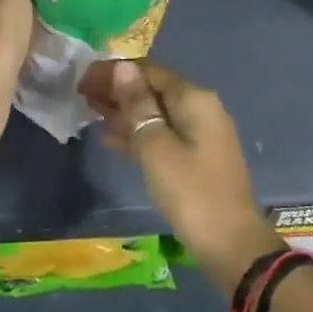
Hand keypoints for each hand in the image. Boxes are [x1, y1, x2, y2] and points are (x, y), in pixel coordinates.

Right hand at [81, 59, 281, 293]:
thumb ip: (138, 105)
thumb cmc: (190, 191)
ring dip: (124, 111)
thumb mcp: (156, 146)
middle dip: (118, 90)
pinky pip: (162, 133)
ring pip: (155, 112)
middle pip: (152, 89)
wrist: (230, 244)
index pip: (148, 71)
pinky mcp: (196, 157)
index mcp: (194, 98)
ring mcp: (200, 133)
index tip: (83, 78)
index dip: (114, 71)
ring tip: (90, 112)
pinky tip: (111, 139)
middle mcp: (200, 107)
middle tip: (82, 95)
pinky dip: (138, 133)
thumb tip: (122, 67)